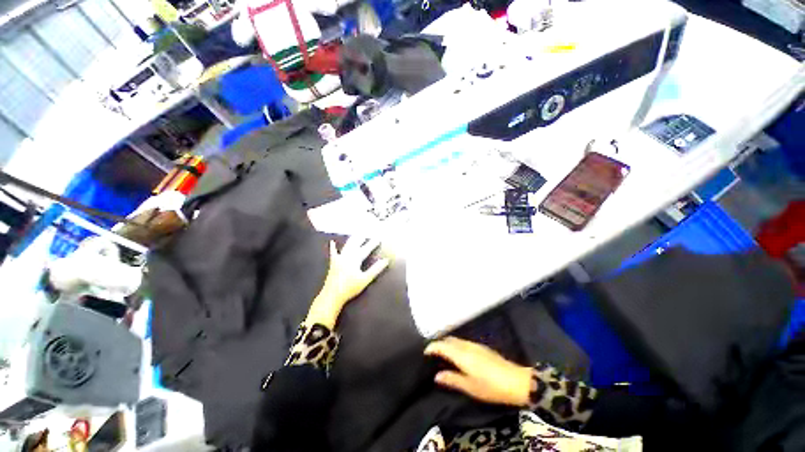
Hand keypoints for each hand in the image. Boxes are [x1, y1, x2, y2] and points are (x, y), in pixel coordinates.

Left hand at [305, 237, 389, 327]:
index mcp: (355, 259)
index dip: (373, 243)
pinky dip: (333, 247)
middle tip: (366, 231)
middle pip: (355, 244)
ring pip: (347, 246)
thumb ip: (376, 269)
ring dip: (352, 240)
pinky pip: (333, 253)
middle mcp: (347, 256)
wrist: (332, 295)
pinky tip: (332, 242)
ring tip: (356, 234)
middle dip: (362, 238)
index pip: (366, 249)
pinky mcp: (333, 264)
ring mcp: (339, 259)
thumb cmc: (350, 288)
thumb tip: (386, 260)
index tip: (378, 238)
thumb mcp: (365, 279)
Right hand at [424, 336, 530, 406]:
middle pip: (449, 340)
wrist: (516, 381)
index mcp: (461, 354)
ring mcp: (475, 345)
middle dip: (439, 343)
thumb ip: (452, 379)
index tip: (425, 352)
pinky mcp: (482, 347)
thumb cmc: (491, 386)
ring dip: (448, 343)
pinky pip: (463, 341)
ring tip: (443, 353)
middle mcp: (466, 346)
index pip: (442, 346)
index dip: (432, 347)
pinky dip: (456, 344)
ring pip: (456, 339)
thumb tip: (436, 375)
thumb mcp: (470, 387)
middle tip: (432, 353)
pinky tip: (458, 353)